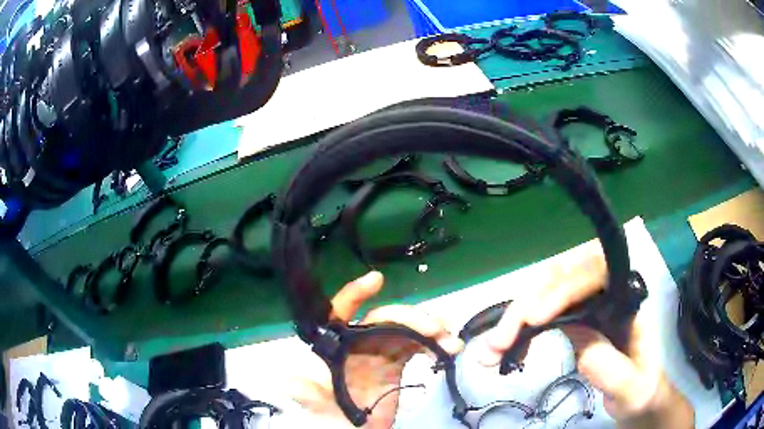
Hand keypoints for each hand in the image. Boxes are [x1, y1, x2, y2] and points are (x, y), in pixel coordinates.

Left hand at [288, 271, 462, 428]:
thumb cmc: (327, 416)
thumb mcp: (313, 404)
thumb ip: (303, 392)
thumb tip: (286, 379)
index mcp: (336, 345)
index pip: (341, 311)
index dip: (355, 293)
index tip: (377, 280)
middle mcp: (358, 343)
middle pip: (385, 319)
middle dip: (411, 318)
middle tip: (434, 329)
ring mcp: (379, 354)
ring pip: (405, 331)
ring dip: (430, 330)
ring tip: (449, 340)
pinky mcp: (396, 366)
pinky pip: (416, 348)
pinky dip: (434, 345)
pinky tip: (450, 349)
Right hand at [476, 240, 694, 428]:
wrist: (639, 398)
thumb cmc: (642, 392)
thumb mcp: (632, 388)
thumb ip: (610, 366)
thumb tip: (573, 335)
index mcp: (629, 302)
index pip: (596, 275)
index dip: (564, 289)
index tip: (535, 318)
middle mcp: (607, 294)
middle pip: (562, 278)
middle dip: (527, 304)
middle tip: (498, 342)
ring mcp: (589, 306)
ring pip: (546, 293)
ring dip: (515, 318)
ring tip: (489, 350)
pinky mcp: (575, 320)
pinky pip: (543, 314)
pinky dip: (519, 330)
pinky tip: (505, 350)